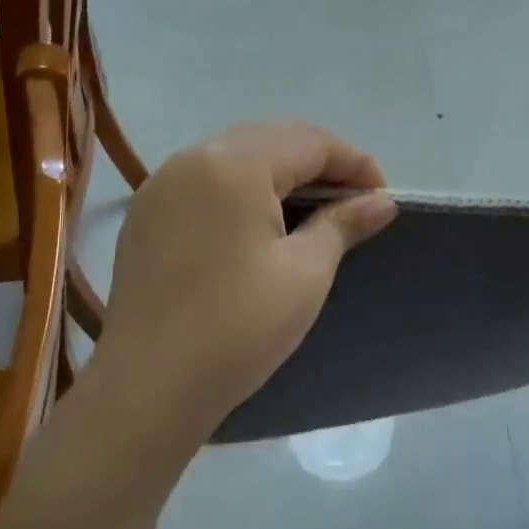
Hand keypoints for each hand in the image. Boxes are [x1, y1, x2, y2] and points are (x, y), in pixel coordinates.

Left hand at [93, 120, 396, 448]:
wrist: (146, 389)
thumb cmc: (237, 329)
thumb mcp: (304, 274)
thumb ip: (343, 224)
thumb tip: (381, 201)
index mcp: (234, 165)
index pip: (310, 142)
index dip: (354, 163)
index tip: (382, 198)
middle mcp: (193, 158)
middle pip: (271, 139)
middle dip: (319, 162)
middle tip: (352, 202)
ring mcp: (162, 184)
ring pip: (236, 155)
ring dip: (280, 172)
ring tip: (311, 210)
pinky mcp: (146, 212)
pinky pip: (205, 179)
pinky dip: (241, 187)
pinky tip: (257, 223)